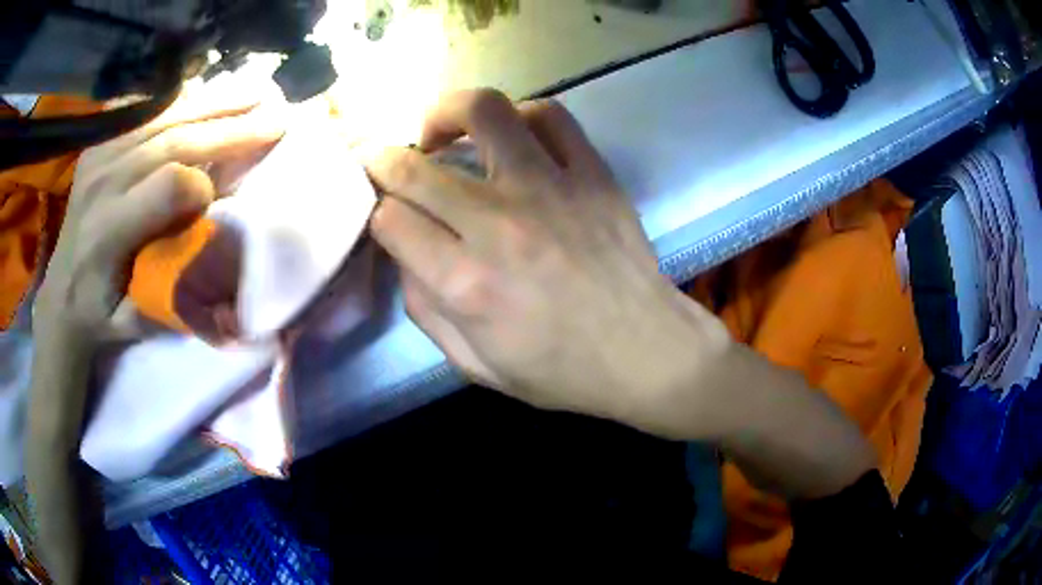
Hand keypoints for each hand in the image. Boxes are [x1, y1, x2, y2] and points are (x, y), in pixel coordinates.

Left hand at [26, 87, 284, 584]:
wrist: (59, 295)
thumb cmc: (98, 315)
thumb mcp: (133, 325)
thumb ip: (171, 298)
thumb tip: (222, 286)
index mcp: (107, 231)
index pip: (167, 185)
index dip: (202, 185)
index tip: (220, 198)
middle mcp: (102, 181)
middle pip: (173, 140)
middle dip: (229, 127)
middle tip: (275, 114)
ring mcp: (99, 156)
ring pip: (164, 118)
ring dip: (214, 103)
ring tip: (255, 92)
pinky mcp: (100, 145)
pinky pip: (147, 114)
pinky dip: (184, 103)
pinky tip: (211, 95)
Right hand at [367, 89, 732, 437]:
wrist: (646, 352)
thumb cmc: (562, 370)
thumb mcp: (476, 366)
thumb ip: (425, 309)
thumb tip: (405, 252)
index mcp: (465, 283)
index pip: (389, 220)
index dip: (379, 215)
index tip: (389, 218)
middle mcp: (498, 224)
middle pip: (414, 166)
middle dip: (384, 161)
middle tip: (385, 163)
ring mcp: (550, 188)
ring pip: (483, 113)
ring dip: (446, 114)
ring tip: (442, 134)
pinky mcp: (592, 173)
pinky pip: (550, 116)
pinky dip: (519, 116)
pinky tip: (511, 137)